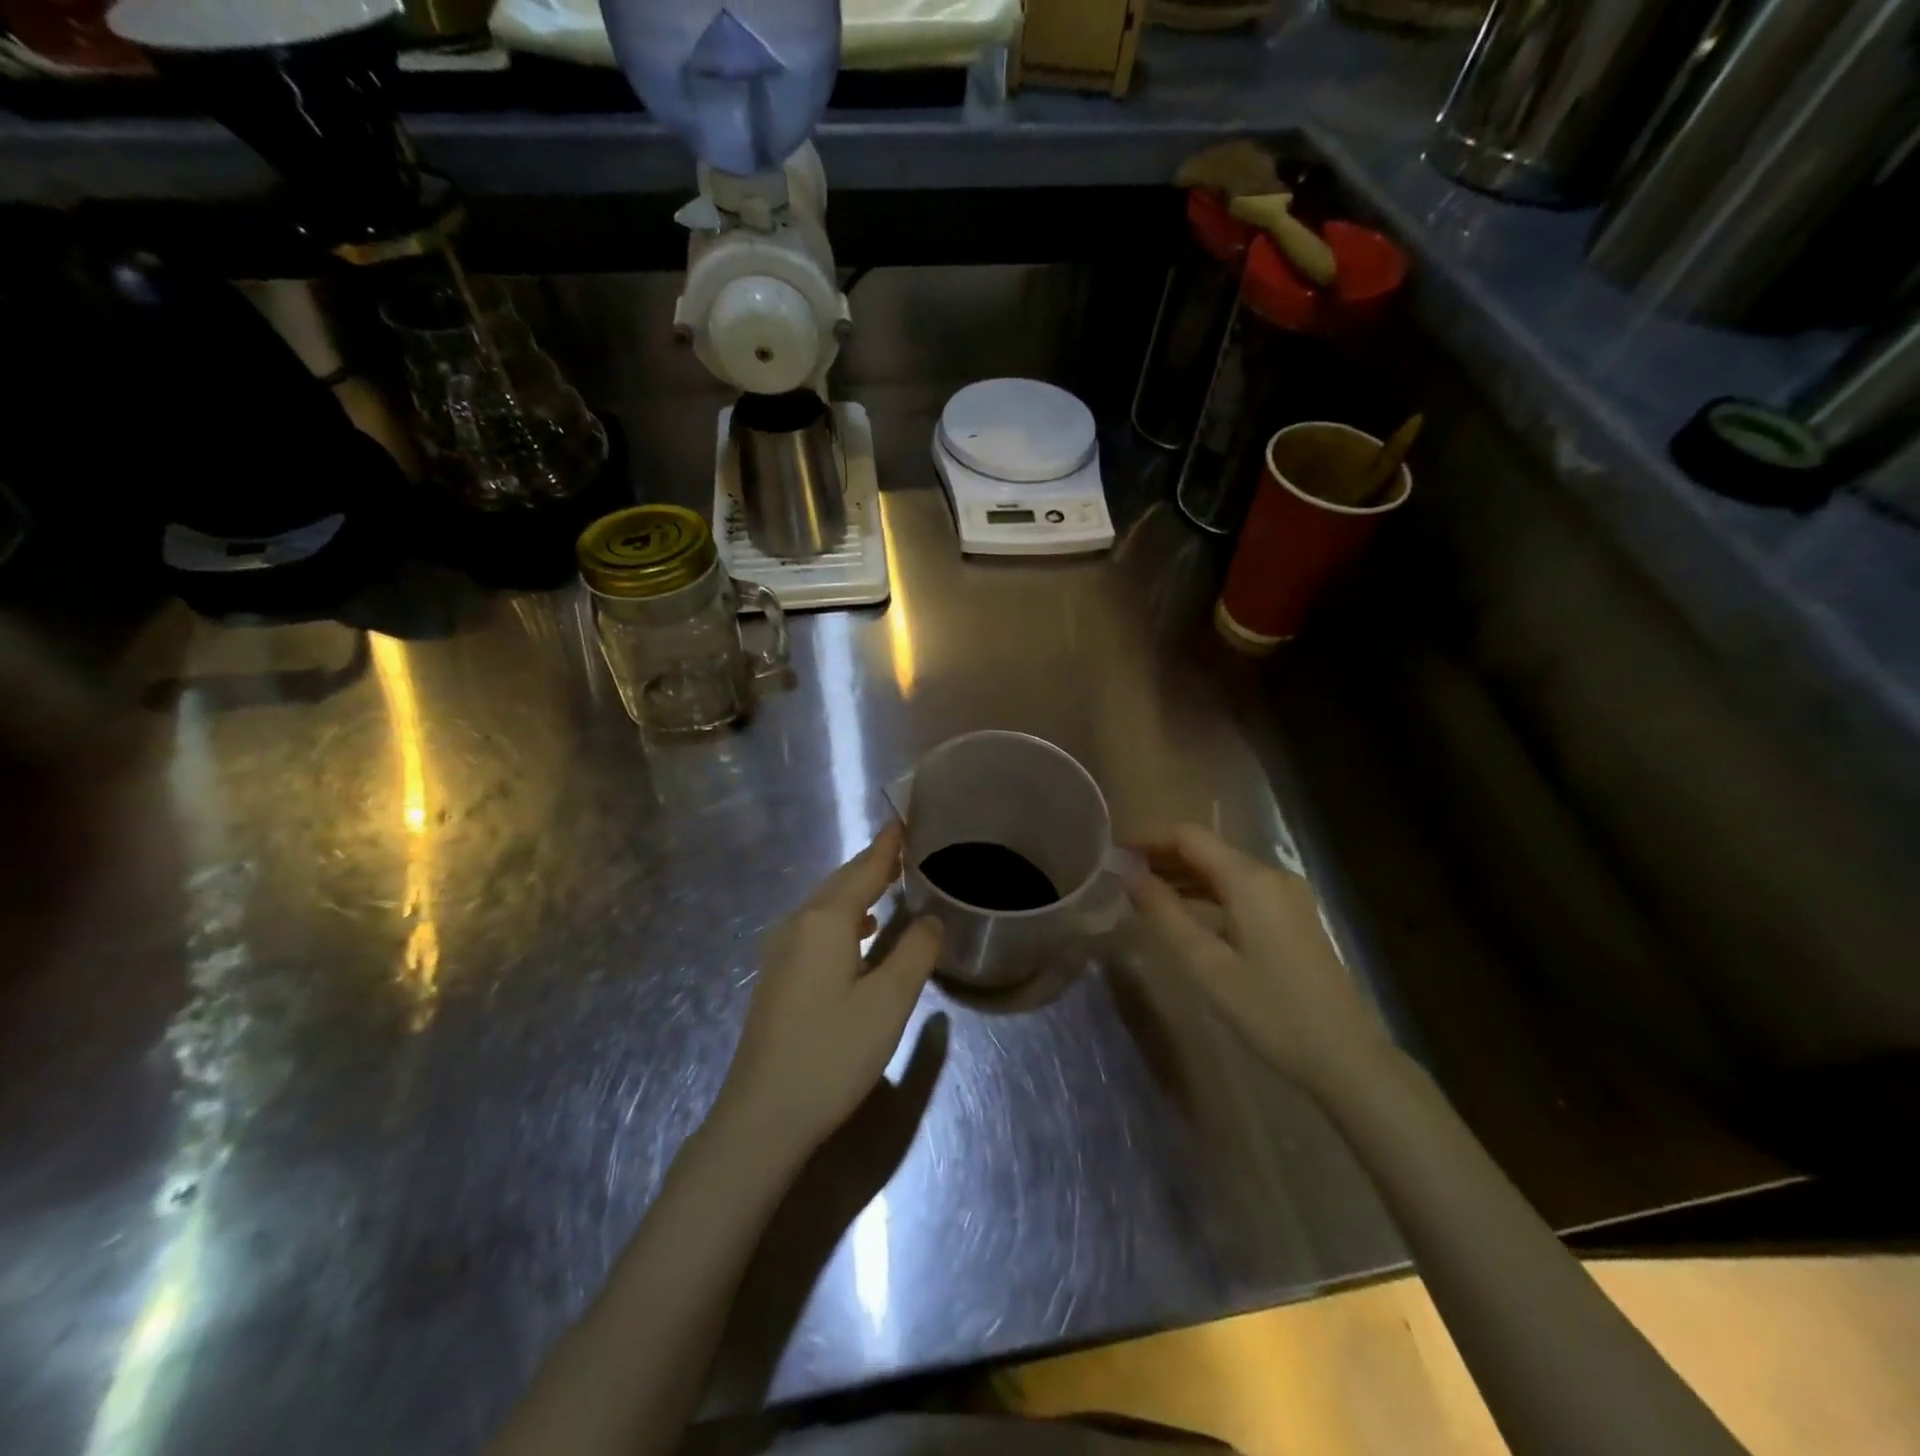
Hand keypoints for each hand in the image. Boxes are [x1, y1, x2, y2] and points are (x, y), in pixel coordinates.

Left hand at [720, 822, 941, 1156]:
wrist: (762, 1116)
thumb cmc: (832, 1053)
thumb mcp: (888, 1002)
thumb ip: (915, 953)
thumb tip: (933, 918)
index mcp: (825, 921)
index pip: (864, 870)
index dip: (887, 846)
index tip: (904, 820)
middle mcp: (797, 924)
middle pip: (840, 882)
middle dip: (872, 863)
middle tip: (905, 848)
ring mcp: (781, 951)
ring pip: (825, 905)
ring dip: (857, 891)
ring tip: (889, 885)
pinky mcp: (777, 977)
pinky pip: (815, 927)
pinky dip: (842, 917)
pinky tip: (858, 935)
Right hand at [1127, 824, 1392, 1096]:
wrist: (1345, 1055)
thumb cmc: (1270, 1010)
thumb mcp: (1206, 964)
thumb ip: (1165, 914)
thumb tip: (1130, 876)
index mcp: (1249, 879)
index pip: (1189, 836)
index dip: (1148, 837)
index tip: (1113, 850)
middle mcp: (1270, 875)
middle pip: (1207, 849)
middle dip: (1162, 855)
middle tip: (1121, 873)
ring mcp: (1286, 895)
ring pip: (1224, 869)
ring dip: (1183, 874)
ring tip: (1143, 892)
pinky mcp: (1293, 916)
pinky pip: (1241, 889)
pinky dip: (1208, 892)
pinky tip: (1185, 912)